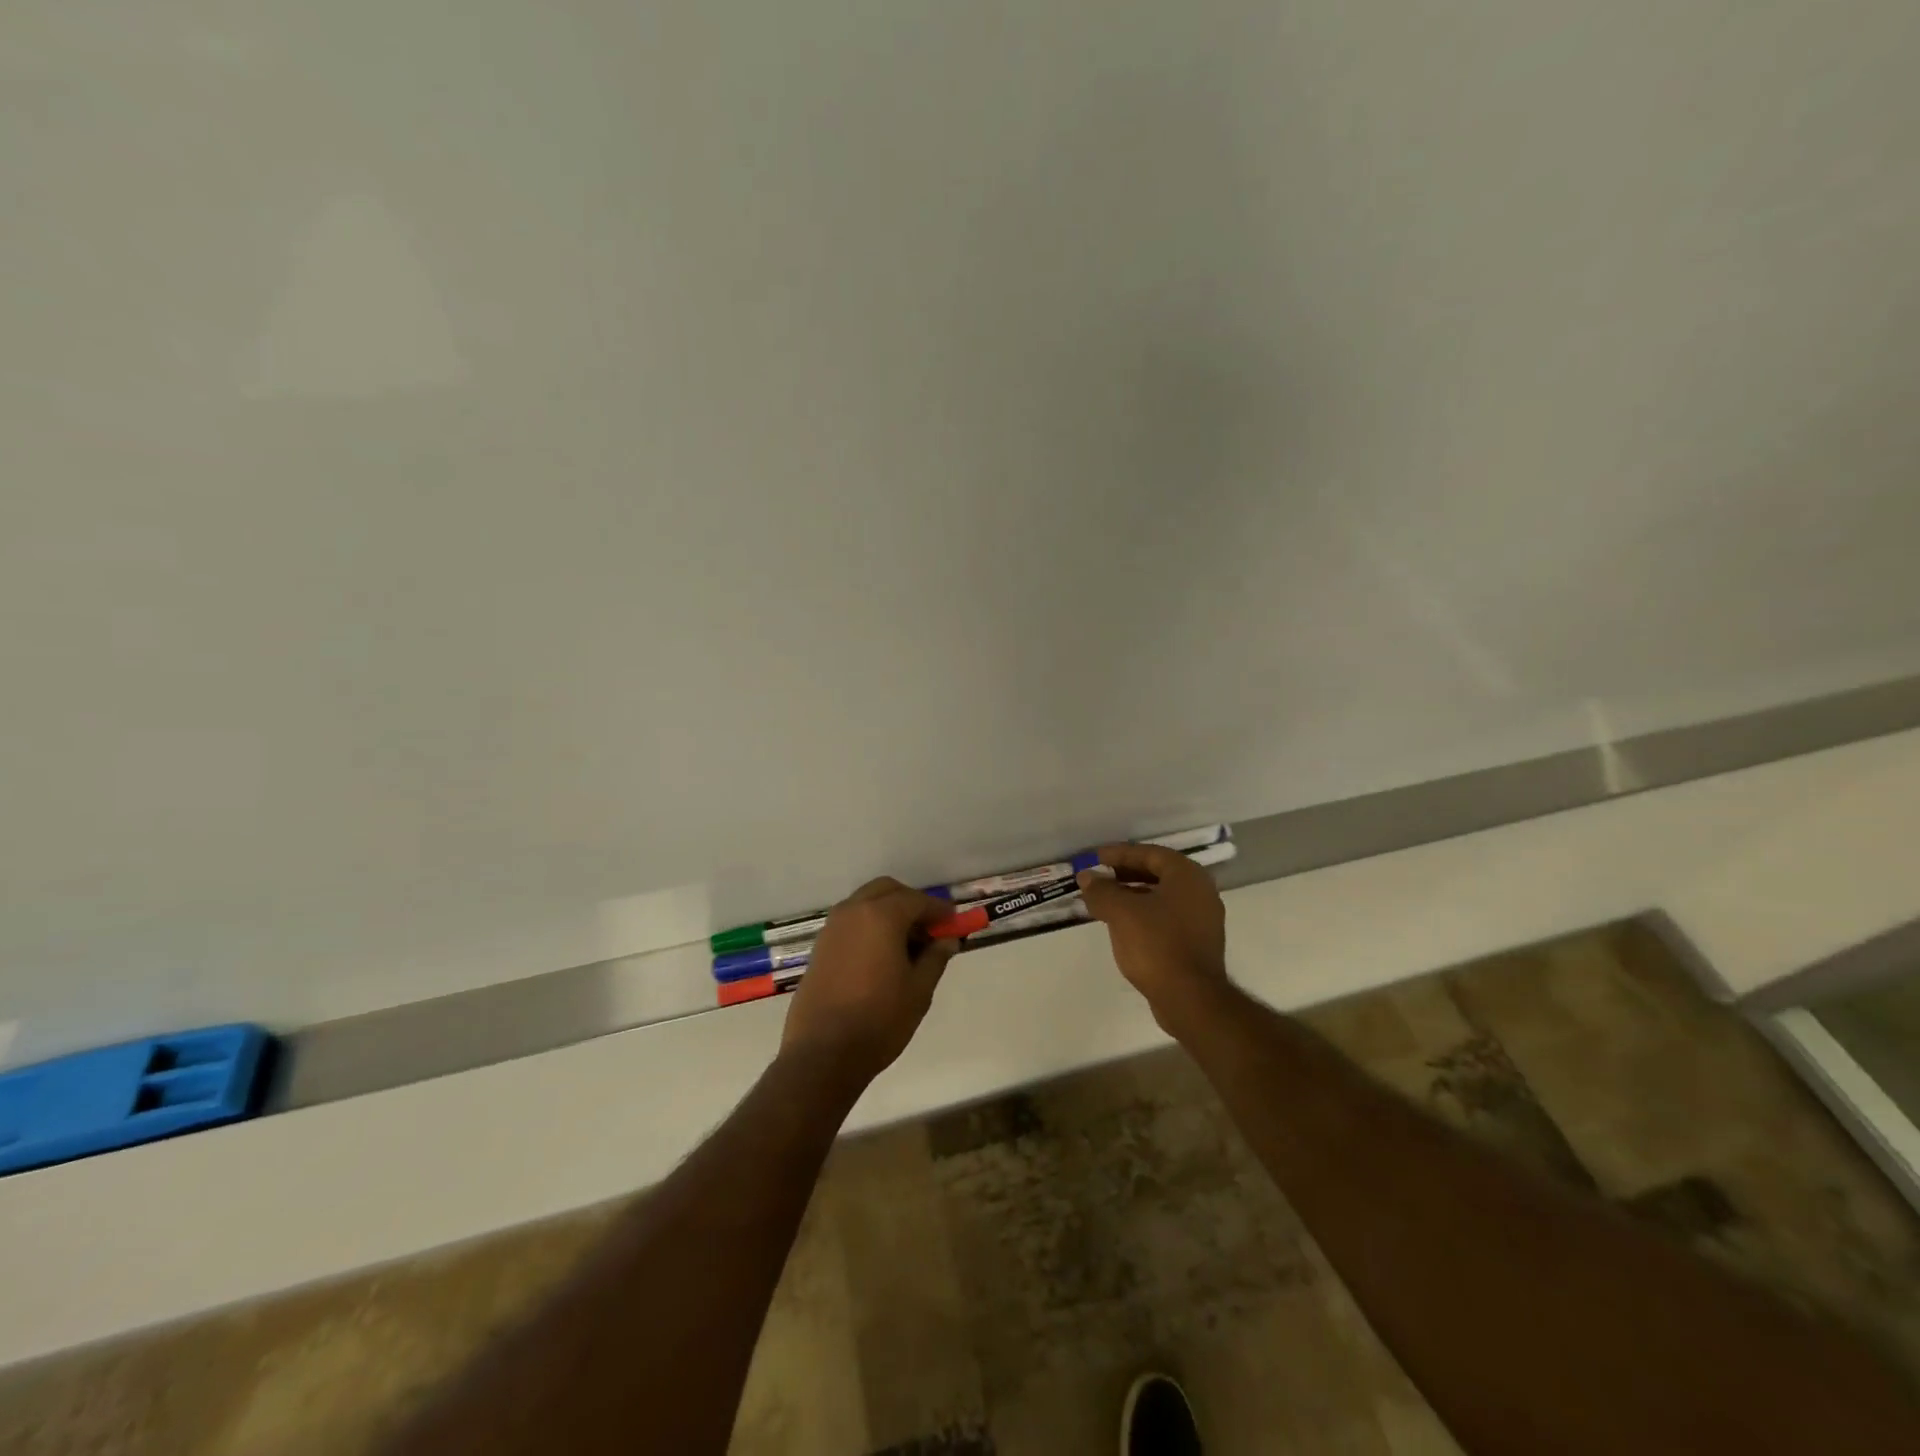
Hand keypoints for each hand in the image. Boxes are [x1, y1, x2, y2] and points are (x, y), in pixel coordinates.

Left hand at [780, 877, 958, 1088]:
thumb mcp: (919, 990)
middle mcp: (853, 912)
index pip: (917, 900)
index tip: (954, 923)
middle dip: (911, 902)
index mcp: (881, 916)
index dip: (939, 910)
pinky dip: (869, 925)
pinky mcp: (820, 947)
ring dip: (888, 912)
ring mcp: (832, 928)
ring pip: (865, 903)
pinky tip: (881, 955)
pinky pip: (850, 922)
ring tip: (907, 944)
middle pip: (887, 890)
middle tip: (930, 928)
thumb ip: (935, 958)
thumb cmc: (880, 1020)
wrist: (823, 1053)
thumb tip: (947, 940)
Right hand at [1077, 843, 1230, 1029]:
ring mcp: (1202, 919)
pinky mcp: (1197, 943)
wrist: (1190, 998)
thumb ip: (1101, 890)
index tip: (1095, 858)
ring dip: (1132, 895)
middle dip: (1124, 874)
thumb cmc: (1156, 945)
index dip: (1120, 854)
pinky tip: (1122, 925)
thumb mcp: (1121, 912)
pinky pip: (1166, 917)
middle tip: (1098, 878)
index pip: (1150, 853)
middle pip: (1157, 873)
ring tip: (1104, 902)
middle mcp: (1200, 892)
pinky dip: (1143, 914)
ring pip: (1161, 897)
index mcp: (1187, 876)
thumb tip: (1086, 877)